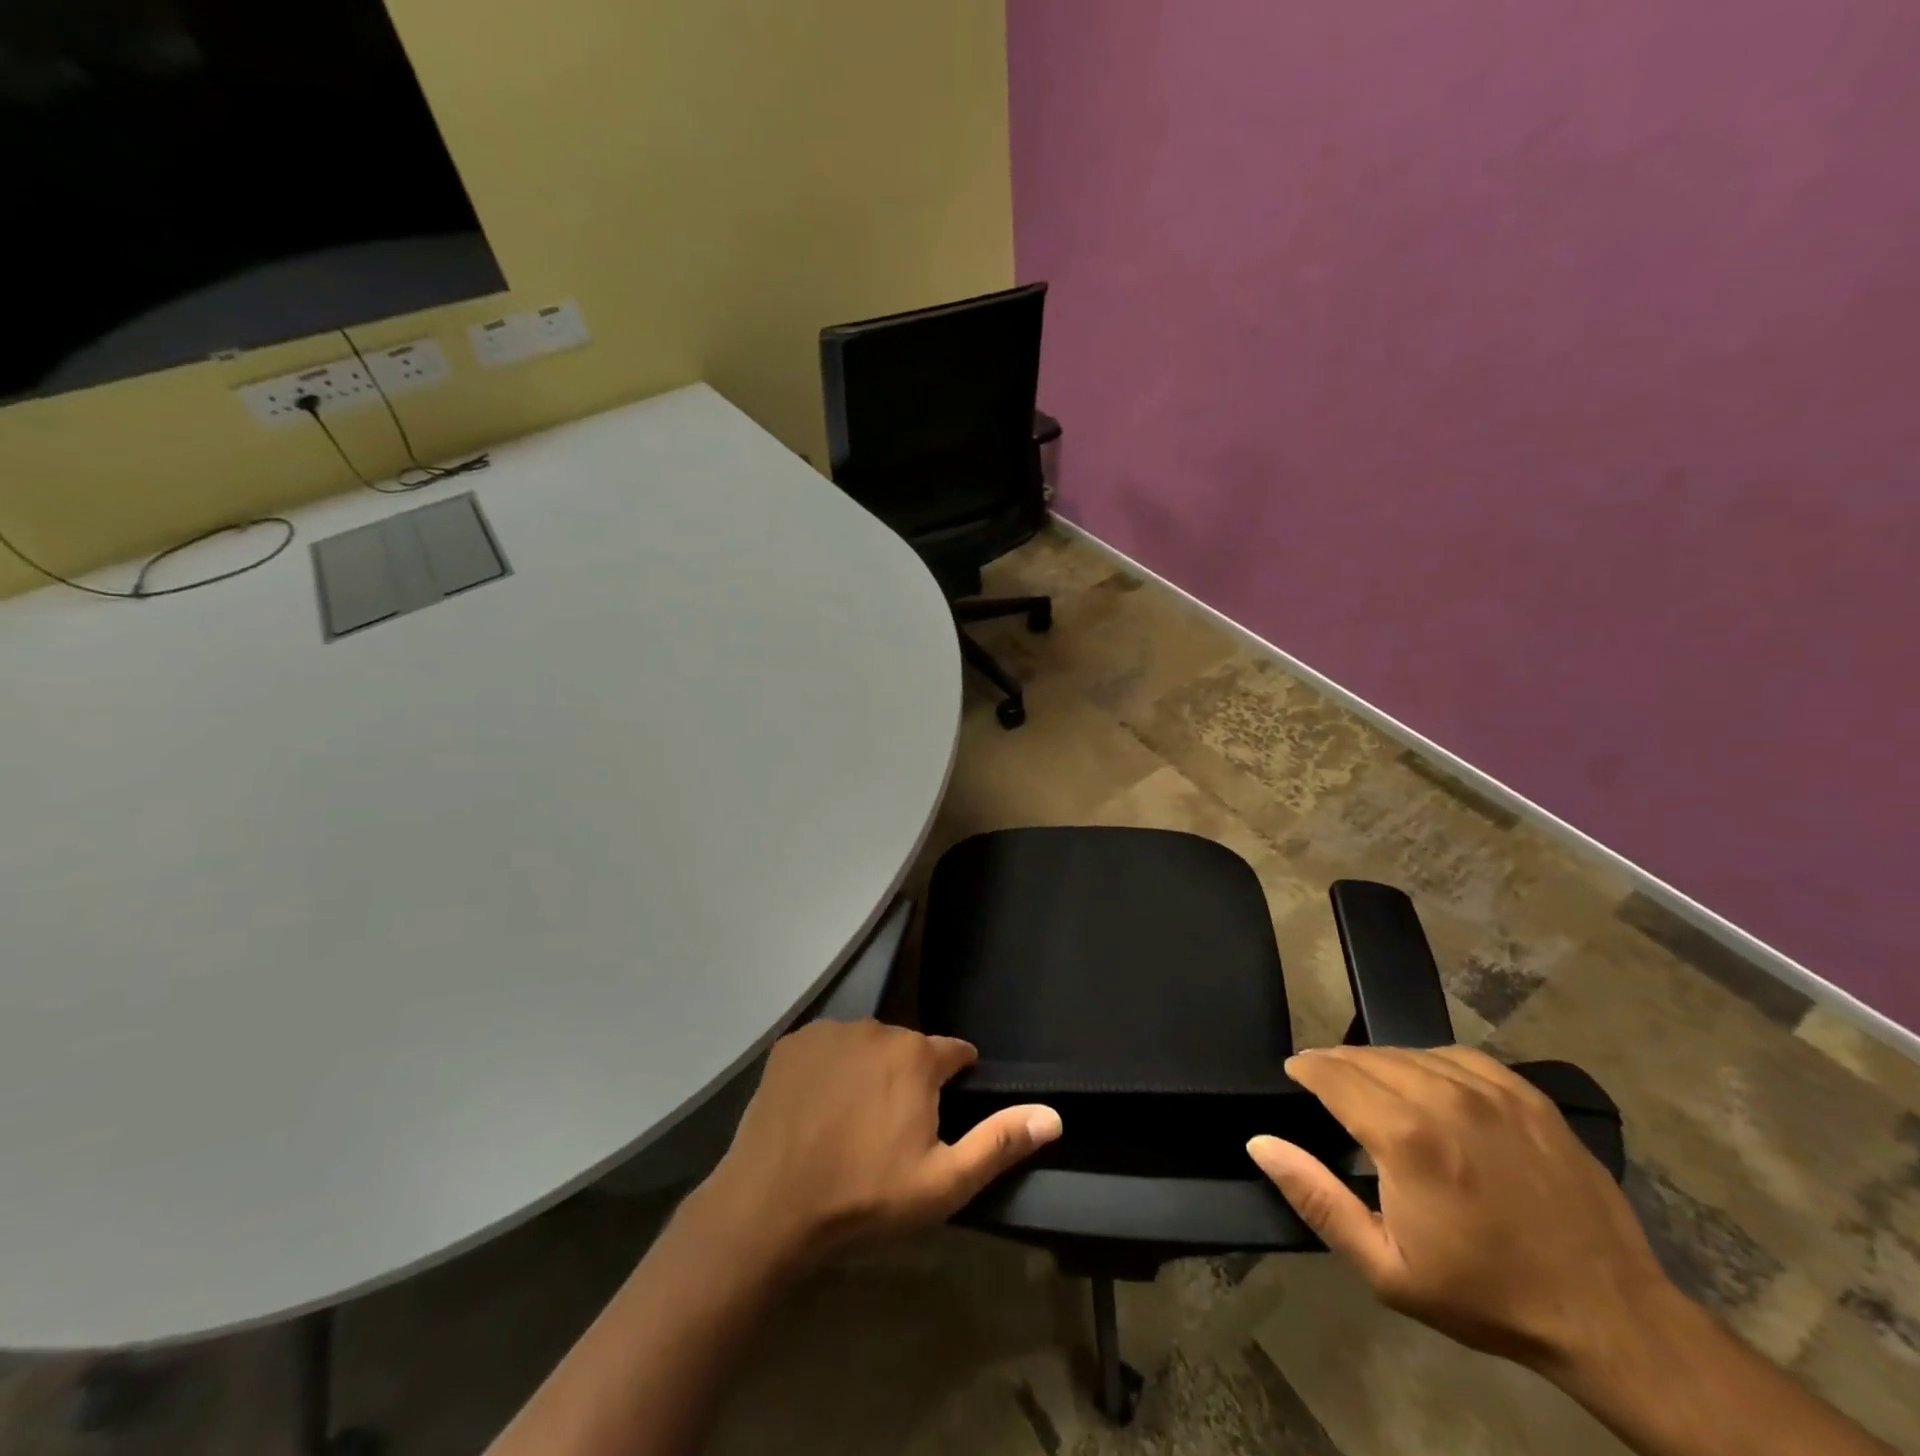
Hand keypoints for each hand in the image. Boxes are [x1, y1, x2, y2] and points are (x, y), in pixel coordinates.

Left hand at [693, 1019, 1061, 1273]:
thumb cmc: (864, 1196)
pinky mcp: (792, 1043)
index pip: (955, 1053)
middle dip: (909, 1078)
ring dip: (868, 1071)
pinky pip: (825, 1048)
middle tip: (892, 1129)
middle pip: (908, 1048)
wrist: (769, 1207)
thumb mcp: (943, 1183)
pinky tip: (817, 1107)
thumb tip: (1053, 1115)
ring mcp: (829, 1032)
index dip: (956, 1079)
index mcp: (917, 1056)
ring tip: (852, 1121)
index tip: (945, 1108)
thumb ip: (999, 1143)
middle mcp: (876, 1028)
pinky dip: (829, 1068)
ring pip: (865, 1045)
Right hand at [1247, 1045, 1668, 1371]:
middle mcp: (1443, 1096)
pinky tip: (1427, 1087)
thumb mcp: (1386, 1267)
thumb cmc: (1486, 1295)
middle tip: (1326, 1088)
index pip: (1331, 1073)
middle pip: (1365, 1057)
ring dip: (1378, 1063)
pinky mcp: (1525, 1093)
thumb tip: (1260, 1142)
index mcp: (1405, 1135)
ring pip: (1408, 1052)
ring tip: (1372, 1087)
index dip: (1305, 1070)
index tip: (1294, 1076)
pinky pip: (1455, 1056)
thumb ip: (1316, 1198)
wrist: (1610, 1316)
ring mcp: (1490, 1089)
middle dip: (1336, 1066)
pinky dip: (1427, 1063)